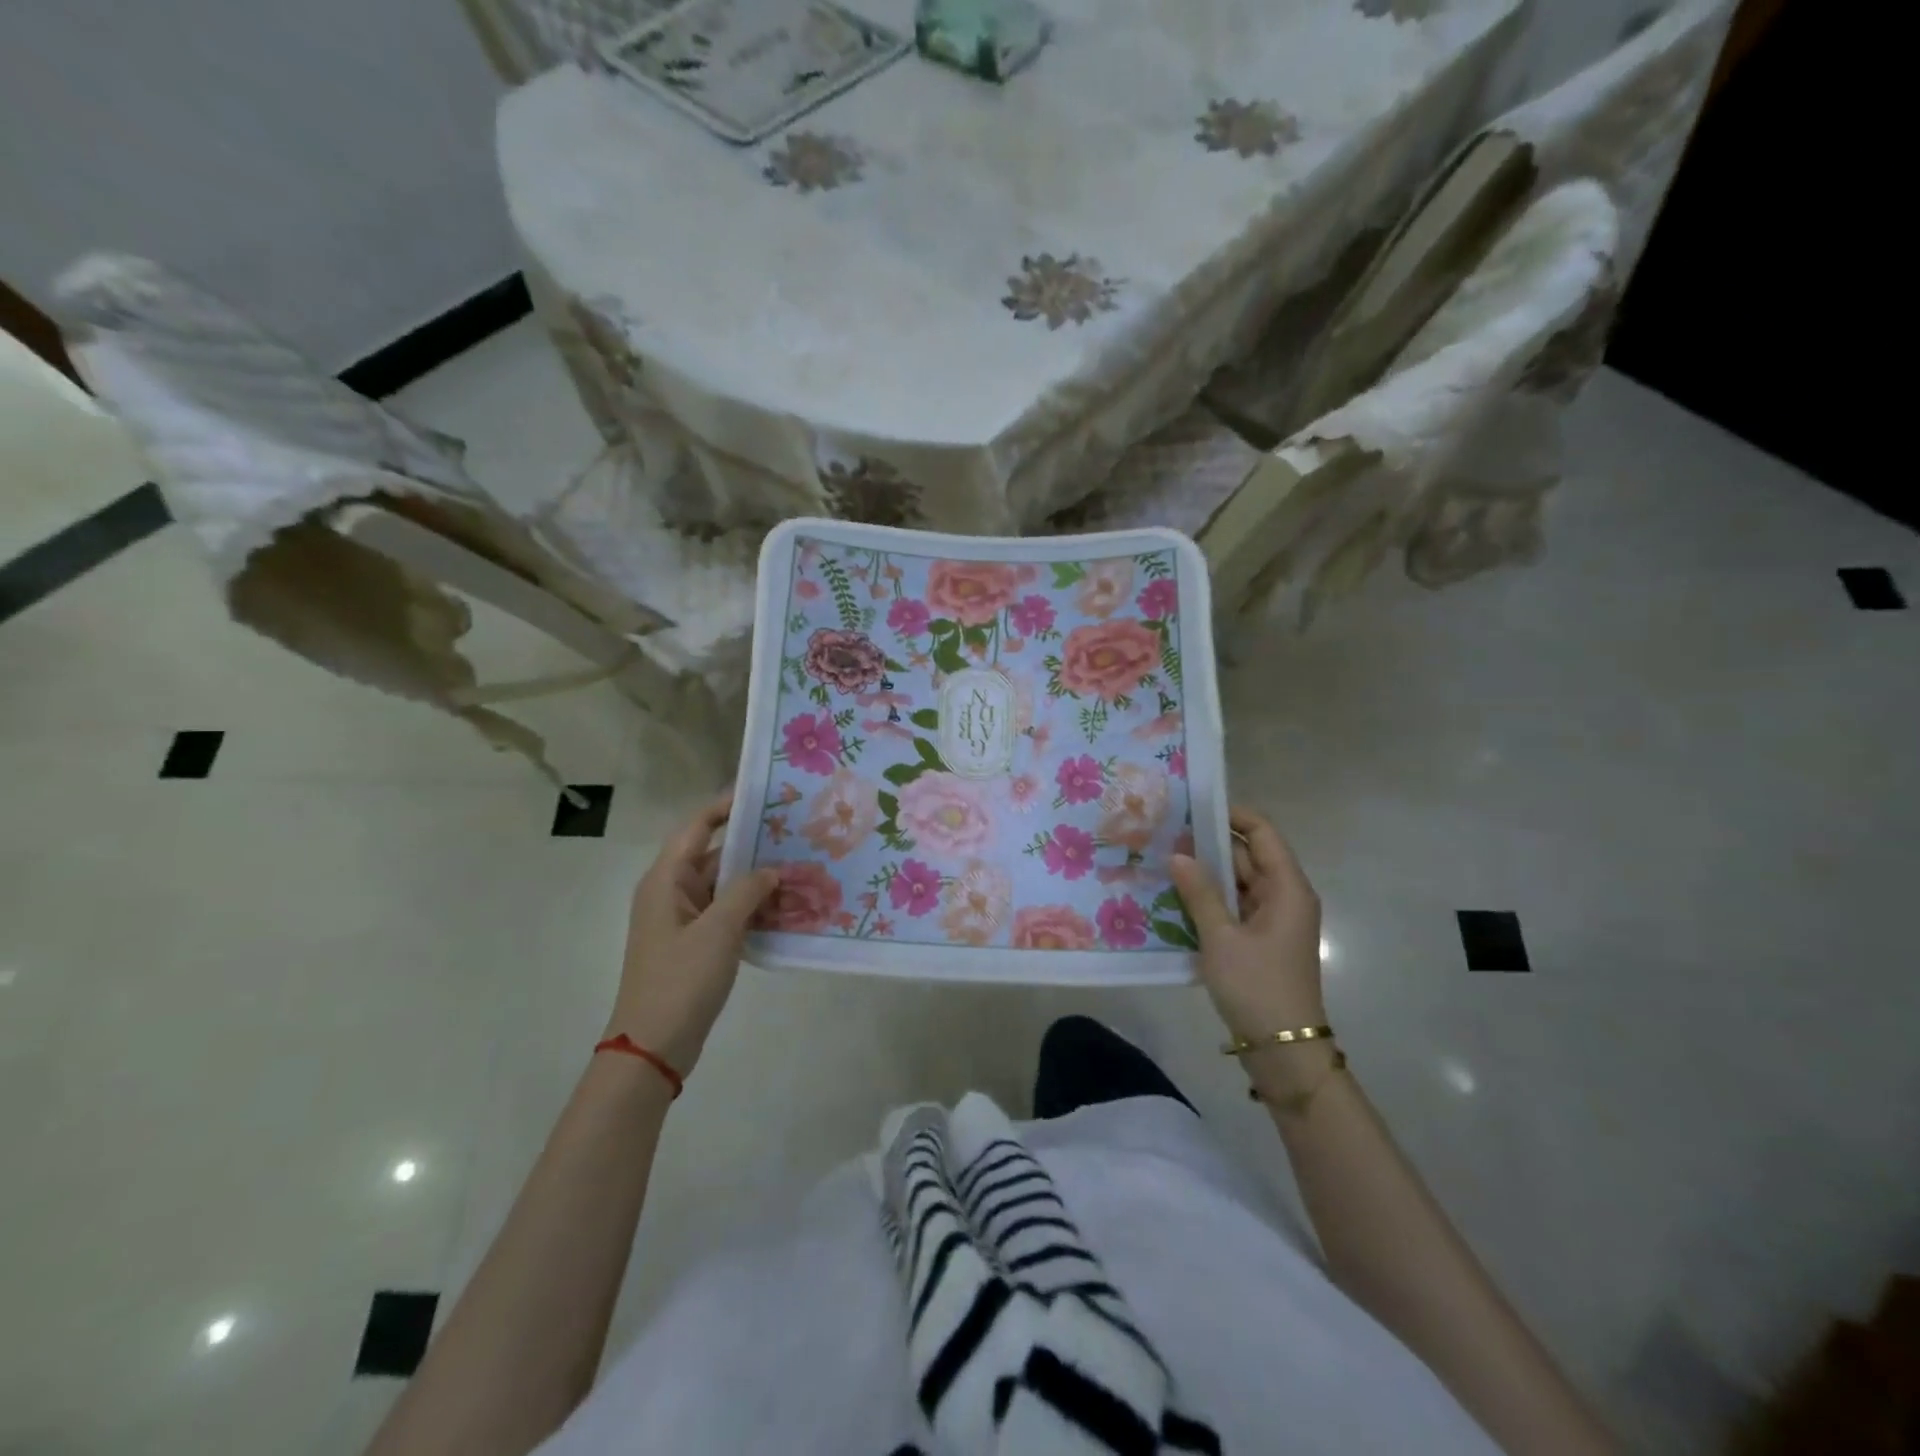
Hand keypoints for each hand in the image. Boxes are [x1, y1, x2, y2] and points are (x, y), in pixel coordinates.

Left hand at [605, 790, 778, 1077]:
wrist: (653, 1046)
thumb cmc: (680, 979)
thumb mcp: (719, 930)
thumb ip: (748, 891)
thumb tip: (771, 869)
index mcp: (666, 879)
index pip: (697, 826)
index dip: (726, 806)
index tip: (764, 794)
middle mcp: (672, 892)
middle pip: (714, 855)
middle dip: (753, 845)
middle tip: (796, 833)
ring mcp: (684, 919)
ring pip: (725, 886)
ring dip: (757, 879)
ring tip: (800, 867)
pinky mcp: (695, 943)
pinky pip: (727, 912)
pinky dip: (753, 907)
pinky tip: (787, 908)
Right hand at [1170, 806, 1325, 1043]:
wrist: (1283, 1051)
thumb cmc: (1257, 986)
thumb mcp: (1222, 937)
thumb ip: (1200, 893)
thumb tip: (1178, 855)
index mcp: (1287, 888)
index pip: (1262, 833)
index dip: (1232, 814)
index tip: (1193, 806)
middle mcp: (1284, 897)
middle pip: (1248, 856)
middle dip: (1209, 844)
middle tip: (1164, 834)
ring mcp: (1273, 921)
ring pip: (1238, 883)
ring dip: (1206, 874)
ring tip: (1162, 860)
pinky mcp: (1260, 941)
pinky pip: (1234, 908)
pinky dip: (1210, 900)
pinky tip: (1175, 898)